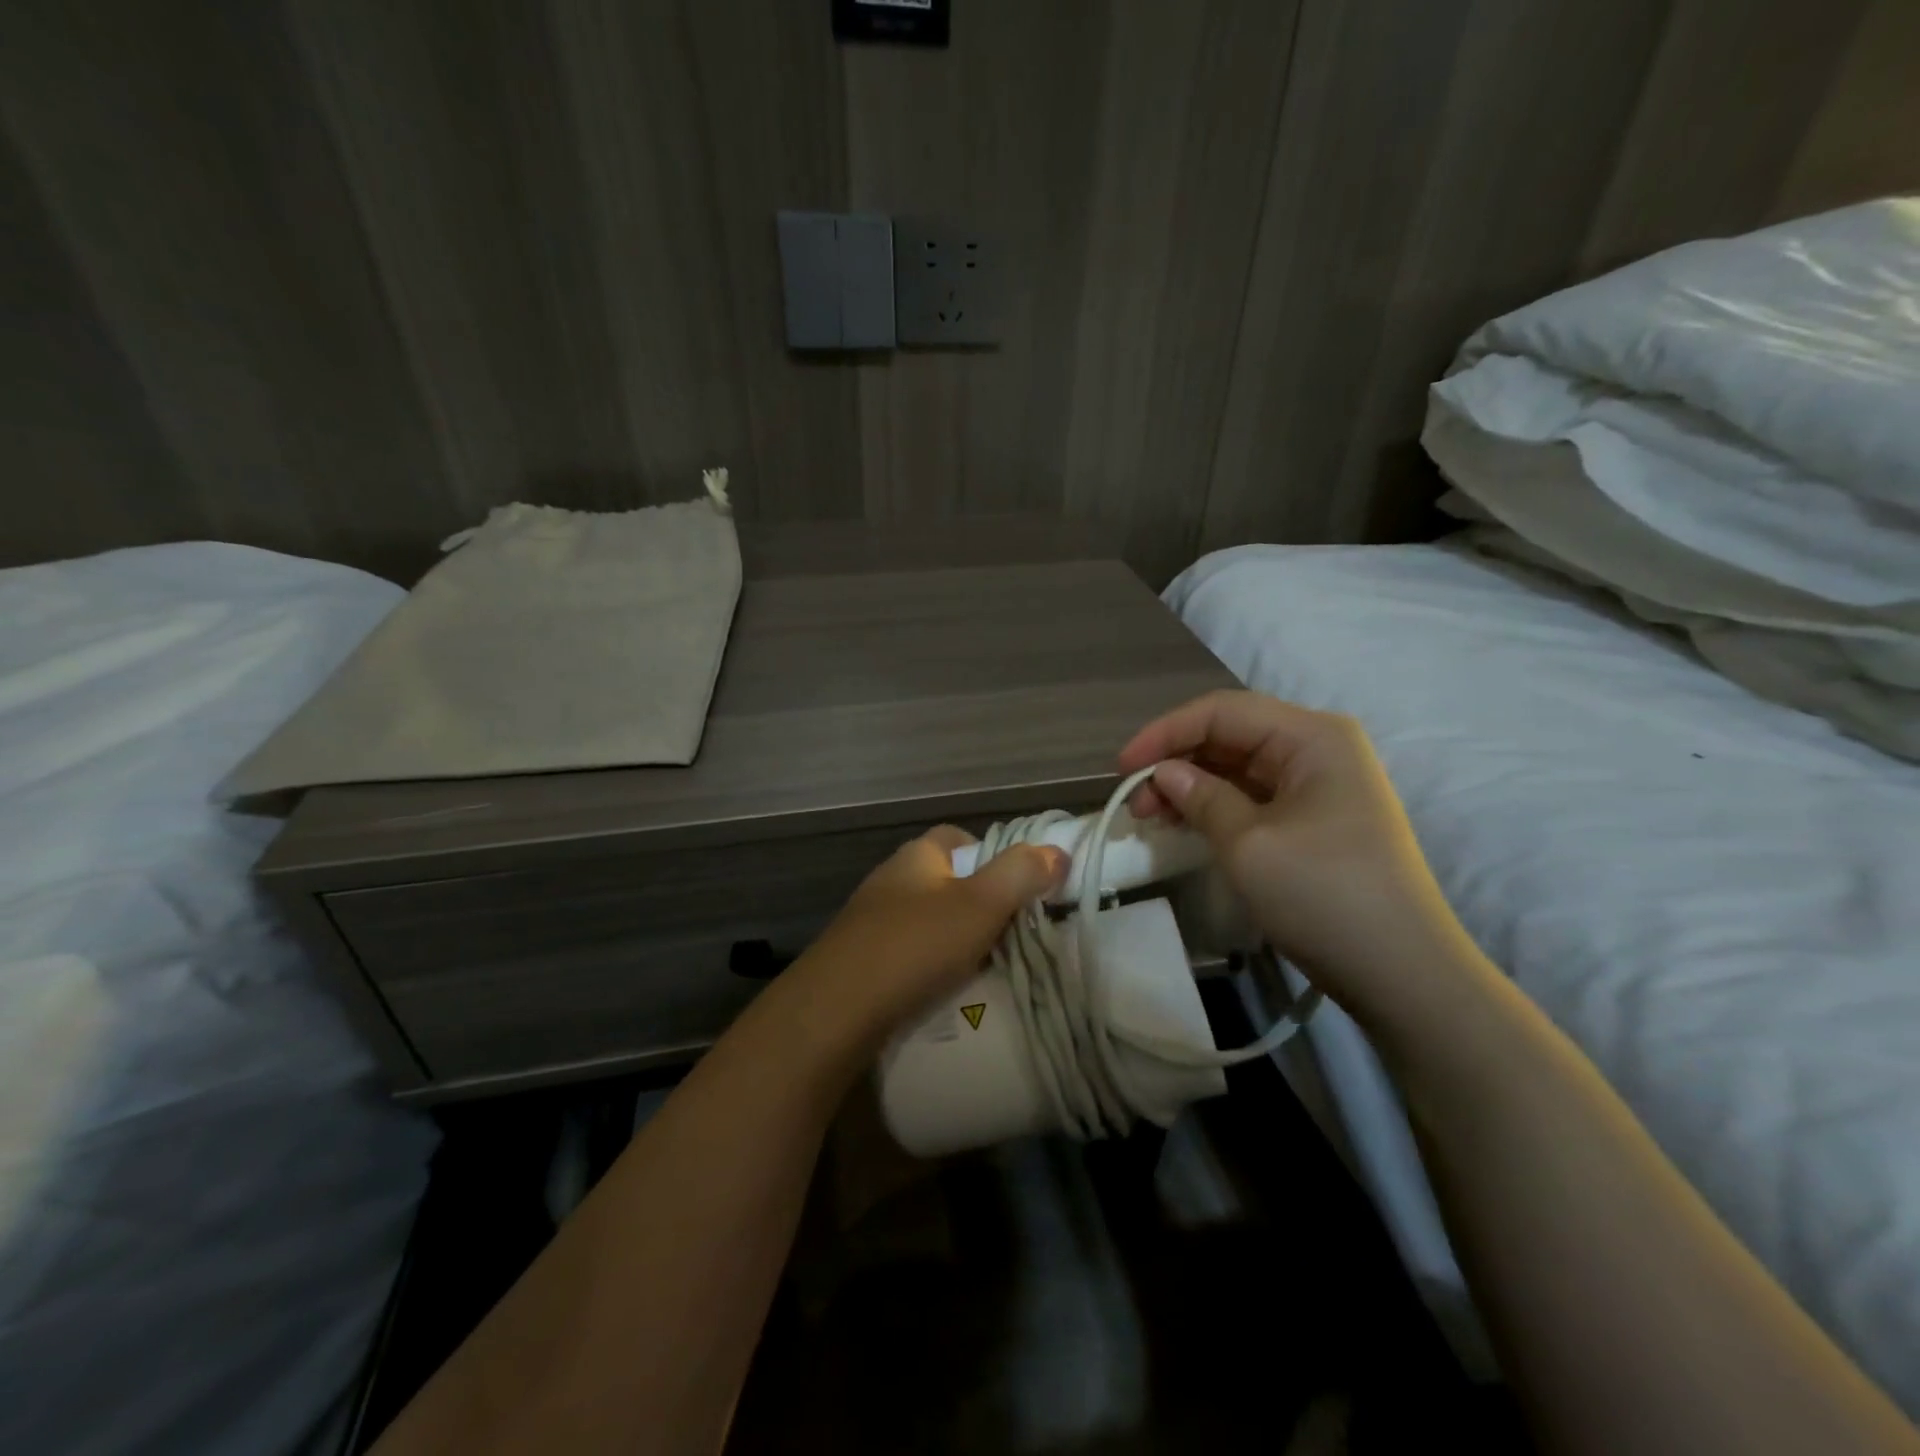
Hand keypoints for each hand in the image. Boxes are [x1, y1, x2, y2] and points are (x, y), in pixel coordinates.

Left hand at [787, 826, 1067, 1053]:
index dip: (994, 855)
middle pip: (947, 882)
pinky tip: (947, 993)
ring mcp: (872, 921)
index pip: (958, 838)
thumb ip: (1020, 874)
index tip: (1020, 888)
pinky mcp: (861, 961)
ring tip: (988, 970)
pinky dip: (932, 968)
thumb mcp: (979, 905)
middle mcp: (891, 880)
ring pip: (929, 922)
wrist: (834, 1011)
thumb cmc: (914, 945)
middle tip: (1014, 935)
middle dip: (980, 905)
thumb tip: (1057, 851)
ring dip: (957, 940)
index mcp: (916, 857)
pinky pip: (909, 955)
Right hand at [1118, 690, 1486, 1030]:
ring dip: (1191, 786)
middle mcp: (1318, 749)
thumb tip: (1164, 774)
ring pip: (1237, 768)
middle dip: (1176, 762)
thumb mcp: (1249, 844)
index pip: (1222, 711)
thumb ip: (1201, 798)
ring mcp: (1319, 786)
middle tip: (1135, 802)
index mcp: (1312, 736)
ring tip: (1151, 817)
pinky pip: (1253, 797)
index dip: (1165, 732)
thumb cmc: (1325, 895)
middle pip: (1230, 736)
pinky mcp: (1314, 820)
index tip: (1121, 768)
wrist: (1403, 974)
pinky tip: (1185, 825)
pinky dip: (1214, 807)